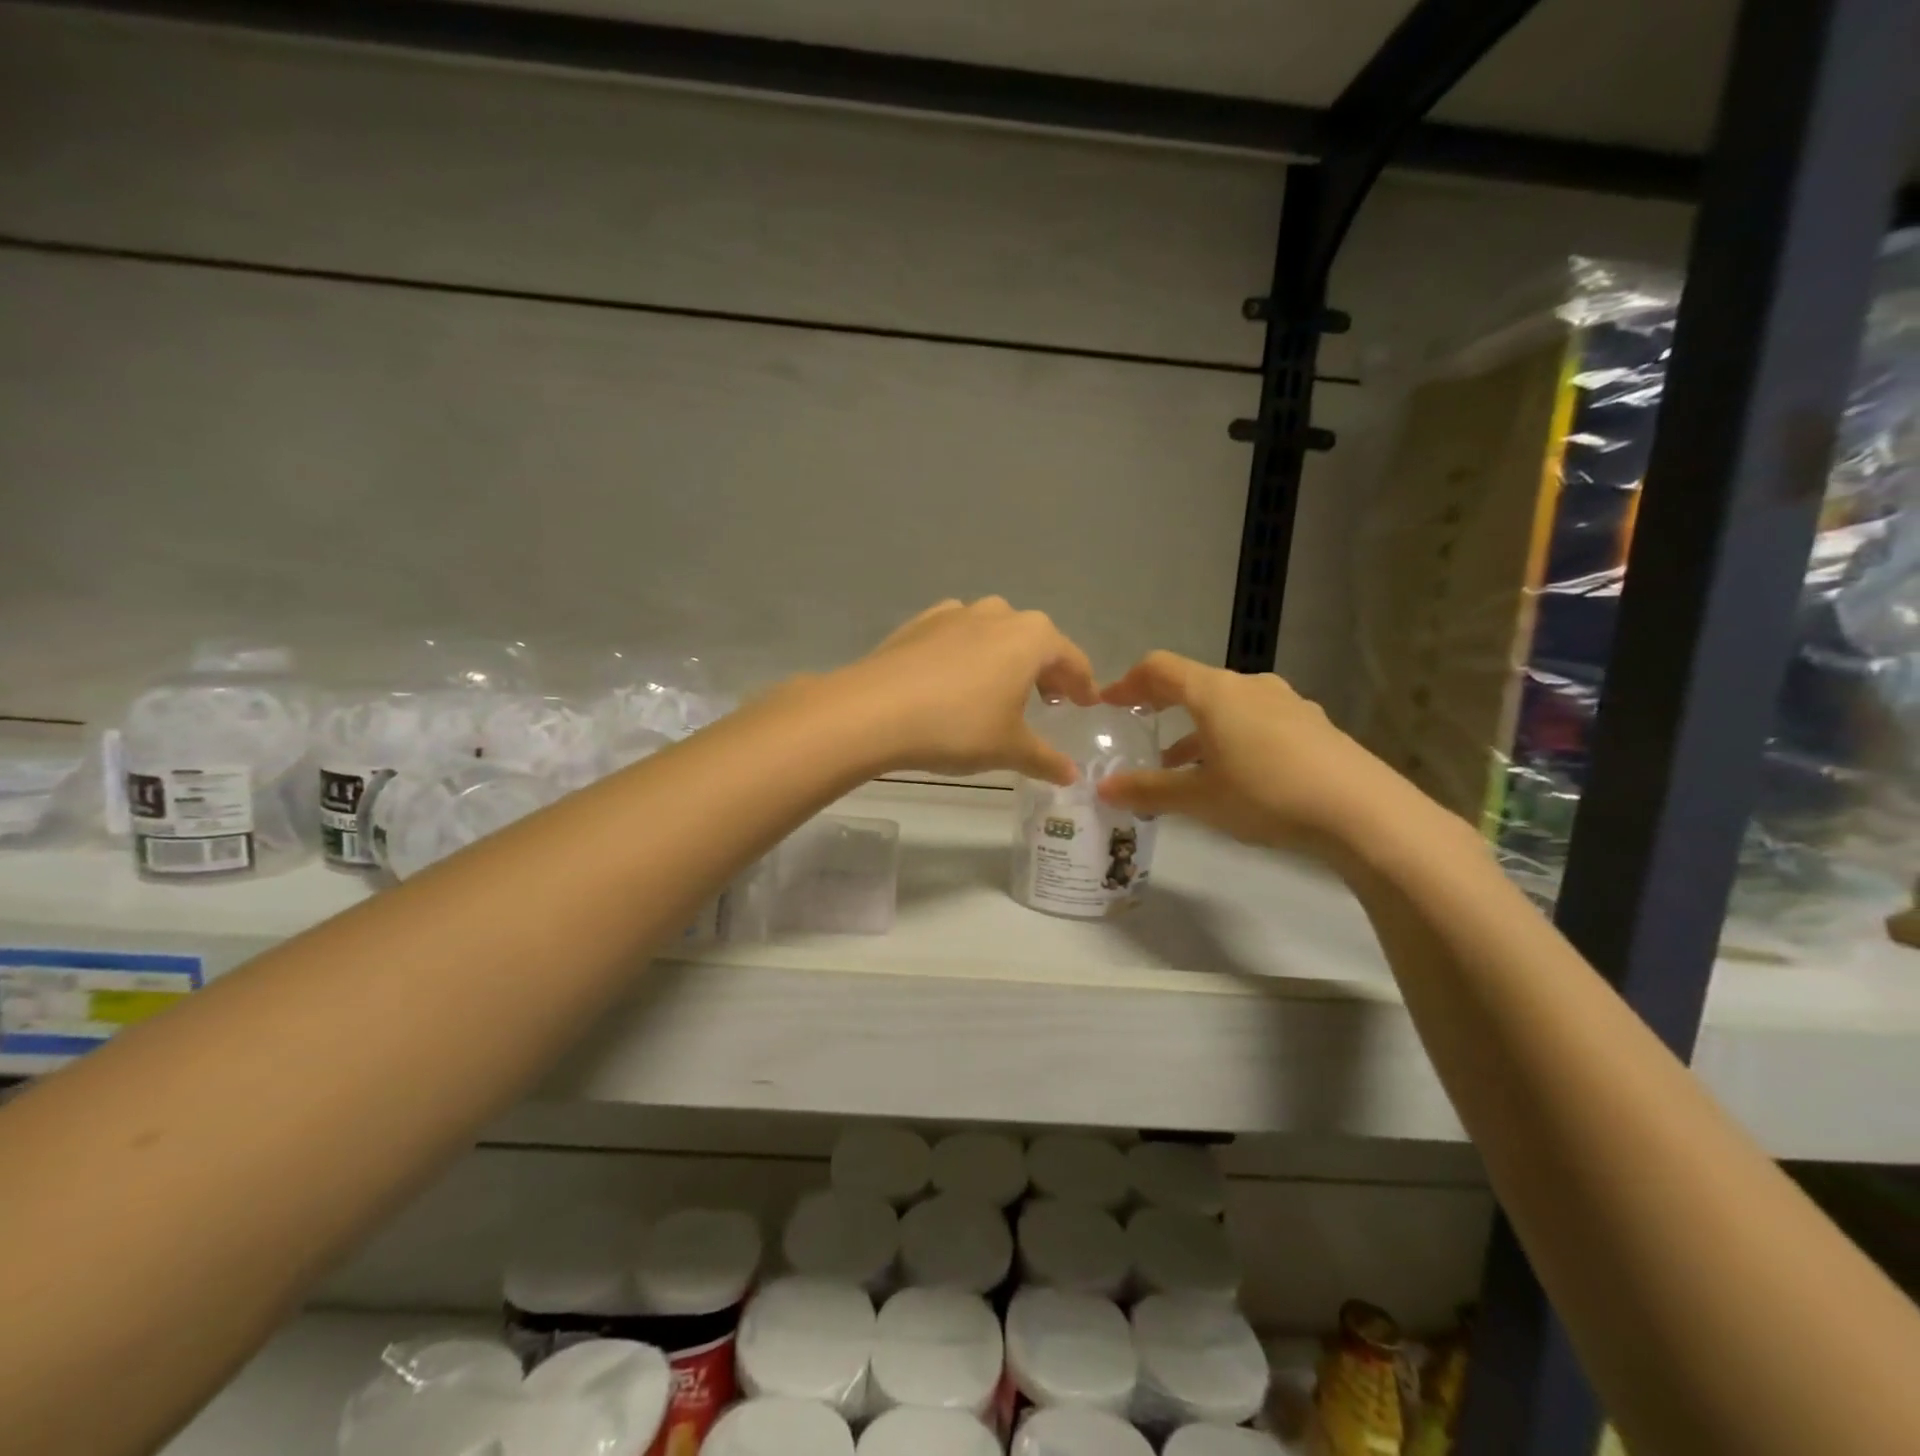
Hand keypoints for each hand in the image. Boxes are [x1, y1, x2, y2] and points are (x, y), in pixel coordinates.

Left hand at [836, 598, 1098, 783]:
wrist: (874, 710)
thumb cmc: (957, 727)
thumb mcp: (1009, 748)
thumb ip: (1045, 759)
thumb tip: (1071, 776)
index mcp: (1031, 637)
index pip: (1071, 658)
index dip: (1083, 684)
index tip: (1086, 703)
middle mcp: (997, 614)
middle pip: (1035, 639)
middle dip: (1046, 668)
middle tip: (1048, 700)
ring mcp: (955, 613)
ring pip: (994, 631)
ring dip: (1006, 657)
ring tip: (1001, 688)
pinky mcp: (919, 623)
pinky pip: (957, 635)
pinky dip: (967, 653)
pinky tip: (956, 679)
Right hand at [1095, 651, 1419, 852]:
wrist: (1363, 813)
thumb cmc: (1267, 795)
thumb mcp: (1199, 798)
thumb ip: (1148, 790)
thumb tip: (1102, 788)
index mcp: (1216, 692)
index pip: (1160, 669)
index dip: (1128, 682)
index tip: (1107, 703)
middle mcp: (1250, 686)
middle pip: (1194, 683)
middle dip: (1162, 704)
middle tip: (1139, 726)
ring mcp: (1287, 703)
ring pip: (1227, 705)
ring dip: (1197, 726)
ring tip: (1180, 761)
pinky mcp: (1312, 726)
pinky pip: (1257, 721)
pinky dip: (1231, 736)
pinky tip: (1232, 773)